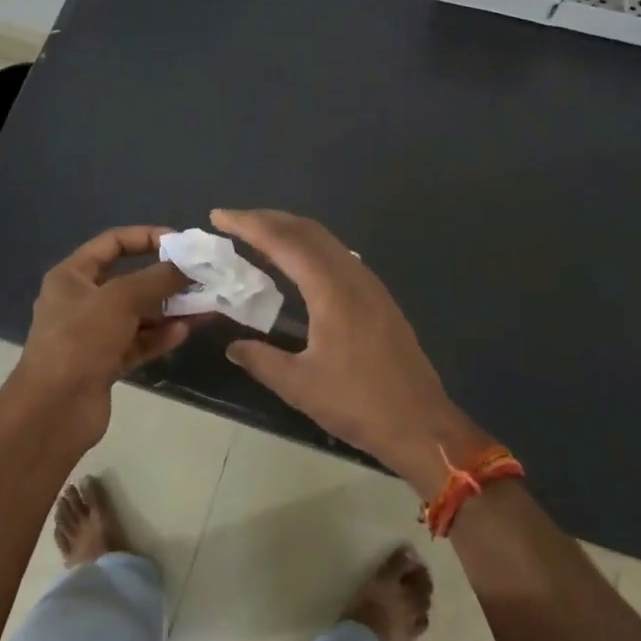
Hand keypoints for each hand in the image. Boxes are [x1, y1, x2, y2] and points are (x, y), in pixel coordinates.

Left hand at [6, 226, 194, 448]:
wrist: (52, 412)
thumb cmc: (79, 341)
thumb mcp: (119, 300)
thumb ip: (156, 279)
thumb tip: (188, 265)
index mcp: (72, 276)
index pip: (112, 243)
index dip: (146, 237)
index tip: (180, 242)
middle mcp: (82, 301)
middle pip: (130, 280)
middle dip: (165, 278)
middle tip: (200, 276)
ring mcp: (94, 334)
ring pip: (138, 314)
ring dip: (170, 308)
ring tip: (204, 305)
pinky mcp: (106, 363)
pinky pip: (139, 342)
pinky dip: (160, 336)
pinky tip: (185, 331)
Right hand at [212, 208, 490, 493]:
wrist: (422, 424)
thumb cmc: (359, 405)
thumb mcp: (300, 386)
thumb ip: (261, 360)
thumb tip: (233, 346)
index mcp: (332, 291)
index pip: (285, 242)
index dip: (249, 225)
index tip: (219, 216)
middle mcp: (353, 276)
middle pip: (307, 231)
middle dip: (267, 219)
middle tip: (232, 221)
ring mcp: (370, 285)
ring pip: (325, 241)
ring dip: (289, 231)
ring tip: (257, 236)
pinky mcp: (378, 297)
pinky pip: (337, 255)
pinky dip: (308, 247)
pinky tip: (296, 264)